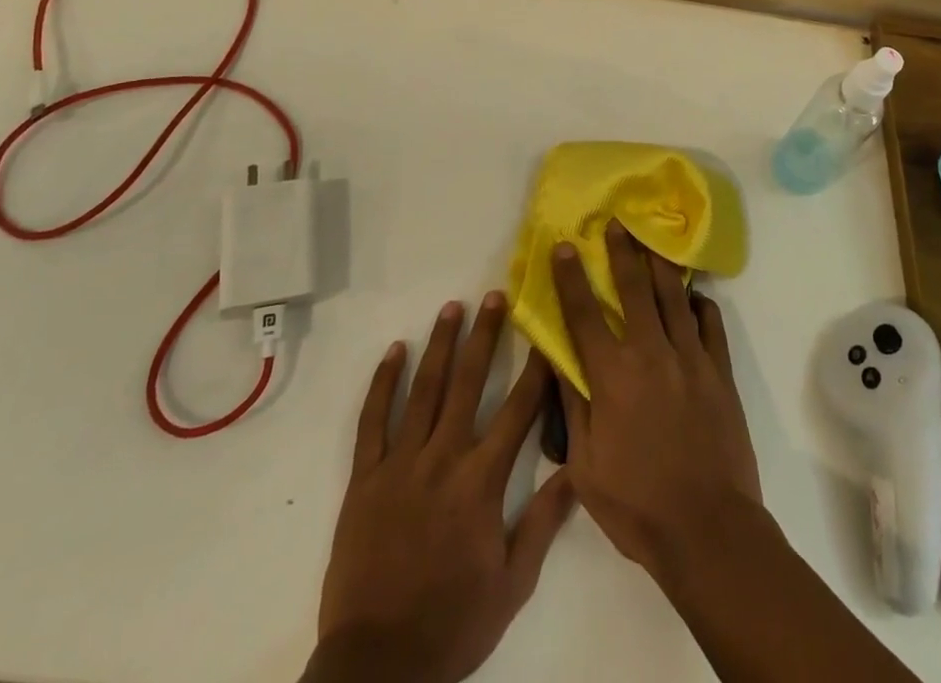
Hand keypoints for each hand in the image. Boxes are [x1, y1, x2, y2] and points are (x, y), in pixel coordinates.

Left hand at [306, 292, 572, 682]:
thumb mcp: (512, 585)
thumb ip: (543, 523)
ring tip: (452, 307)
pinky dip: (383, 383)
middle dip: (485, 336)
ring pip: (423, 390)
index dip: (535, 371)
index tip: (546, 335)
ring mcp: (399, 463)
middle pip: (467, 383)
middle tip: (495, 295)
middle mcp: (442, 458)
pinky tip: (395, 351)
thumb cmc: (452, 624)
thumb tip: (576, 470)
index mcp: (480, 482)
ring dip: (439, 345)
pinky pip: (372, 420)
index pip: (517, 412)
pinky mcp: (364, 477)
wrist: (377, 666)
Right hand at [551, 221, 761, 583]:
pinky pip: (711, 324)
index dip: (571, 278)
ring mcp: (690, 359)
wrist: (708, 529)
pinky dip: (701, 304)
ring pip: (673, 297)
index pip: (584, 314)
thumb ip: (572, 407)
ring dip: (660, 264)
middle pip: (633, 289)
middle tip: (617, 223)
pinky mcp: (719, 372)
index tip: (565, 246)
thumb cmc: (637, 504)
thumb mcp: (585, 467)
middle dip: (622, 252)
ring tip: (654, 239)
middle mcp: (650, 354)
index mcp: (612, 376)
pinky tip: (695, 295)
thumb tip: (556, 362)